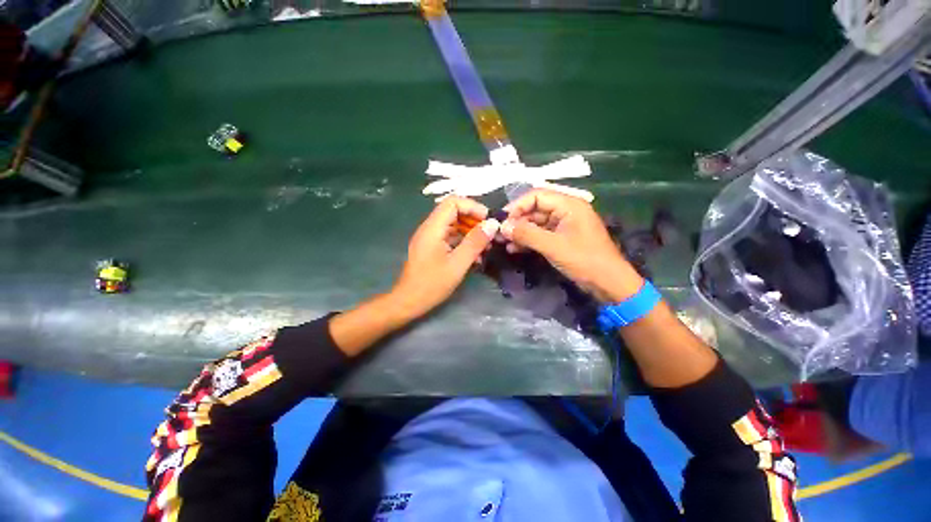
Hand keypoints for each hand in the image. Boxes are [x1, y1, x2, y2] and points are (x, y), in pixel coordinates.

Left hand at [390, 196, 499, 320]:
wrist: (408, 301)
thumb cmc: (432, 284)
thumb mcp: (458, 264)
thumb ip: (475, 242)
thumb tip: (492, 224)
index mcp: (433, 228)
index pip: (453, 202)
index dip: (473, 207)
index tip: (488, 221)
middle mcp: (430, 228)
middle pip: (454, 212)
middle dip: (474, 221)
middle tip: (489, 235)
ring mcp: (430, 238)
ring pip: (453, 225)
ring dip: (470, 232)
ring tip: (486, 247)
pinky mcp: (431, 247)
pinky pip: (450, 237)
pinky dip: (463, 242)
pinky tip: (475, 256)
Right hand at [499, 189, 642, 302]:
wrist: (608, 284)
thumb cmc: (584, 260)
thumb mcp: (553, 246)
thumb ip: (527, 234)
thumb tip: (503, 227)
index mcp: (569, 205)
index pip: (537, 195)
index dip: (518, 206)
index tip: (502, 220)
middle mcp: (566, 211)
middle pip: (535, 209)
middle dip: (517, 221)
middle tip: (500, 234)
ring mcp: (564, 226)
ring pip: (536, 223)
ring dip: (520, 232)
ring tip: (504, 243)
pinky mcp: (562, 239)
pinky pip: (541, 235)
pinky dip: (528, 241)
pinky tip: (515, 249)